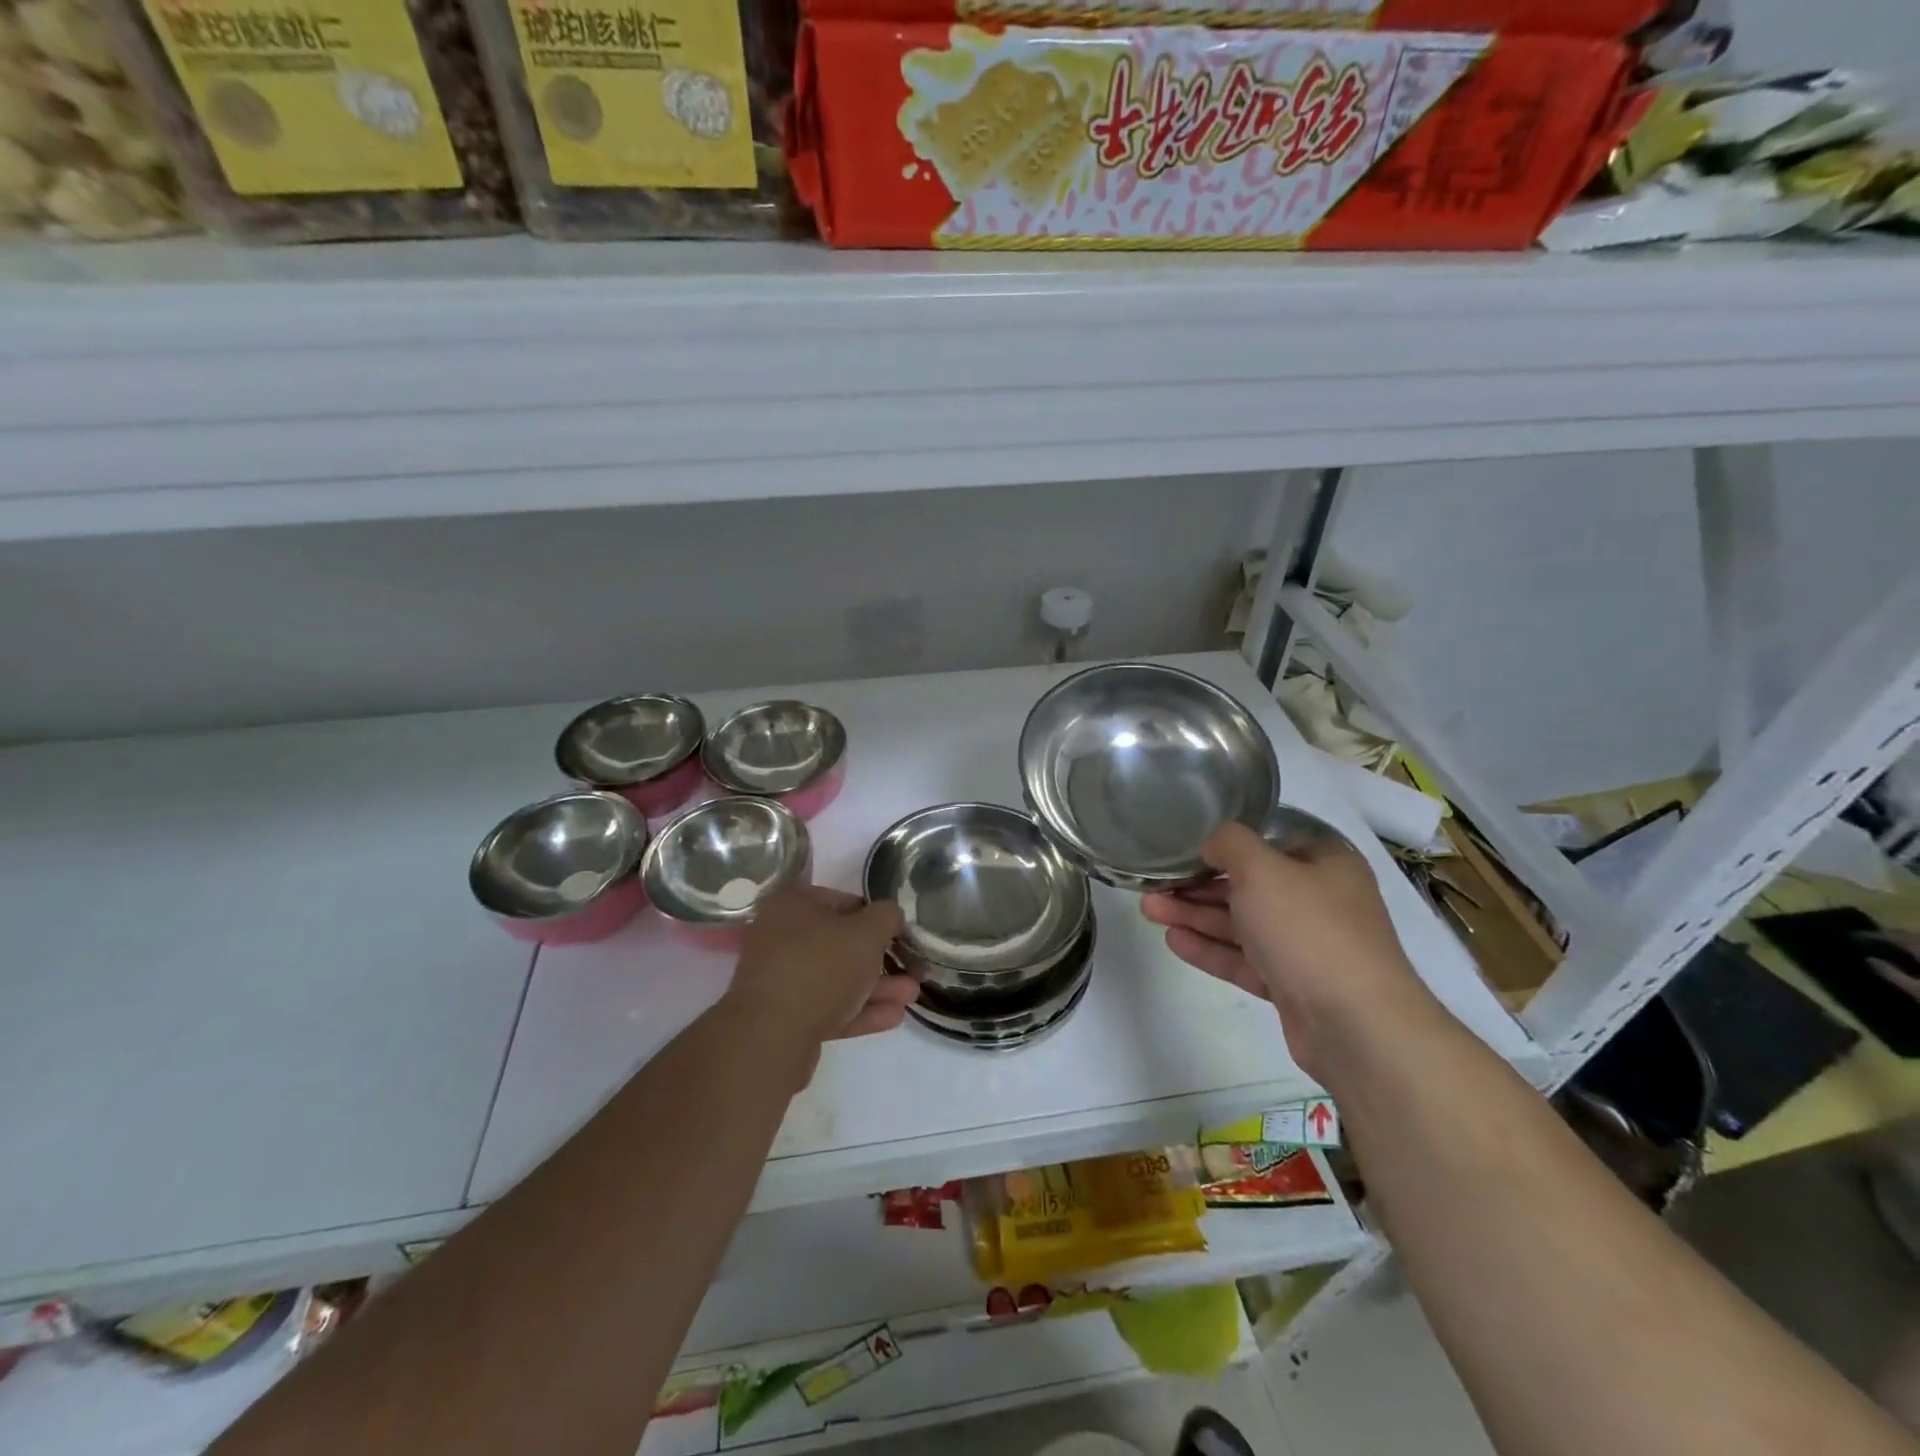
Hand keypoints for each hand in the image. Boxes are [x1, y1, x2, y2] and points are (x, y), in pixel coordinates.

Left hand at [725, 887, 917, 1051]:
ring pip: (836, 979)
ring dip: (875, 987)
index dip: (875, 916)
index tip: (898, 933)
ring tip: (910, 996)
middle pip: (839, 944)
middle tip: (910, 969)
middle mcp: (779, 937)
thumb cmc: (822, 965)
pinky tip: (893, 1017)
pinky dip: (858, 1011)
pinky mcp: (783, 1018)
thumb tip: (890, 915)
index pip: (842, 901)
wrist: (772, 1035)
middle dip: (879, 959)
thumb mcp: (867, 931)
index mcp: (792, 905)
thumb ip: (887, 916)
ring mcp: (779, 979)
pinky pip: (827, 1008)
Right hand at [1141, 821, 1434, 1078]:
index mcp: (1323, 862)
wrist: (1356, 1025)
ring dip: (1195, 916)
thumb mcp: (1262, 868)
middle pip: (1248, 885)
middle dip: (1197, 885)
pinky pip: (1245, 959)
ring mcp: (1307, 945)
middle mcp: (1318, 899)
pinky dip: (1211, 948)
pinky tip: (1173, 940)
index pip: (1266, 843)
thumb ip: (1229, 843)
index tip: (1180, 849)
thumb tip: (1212, 843)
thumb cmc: (1308, 929)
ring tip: (1148, 910)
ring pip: (1242, 924)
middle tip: (1152, 884)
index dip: (1221, 846)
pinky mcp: (1294, 985)